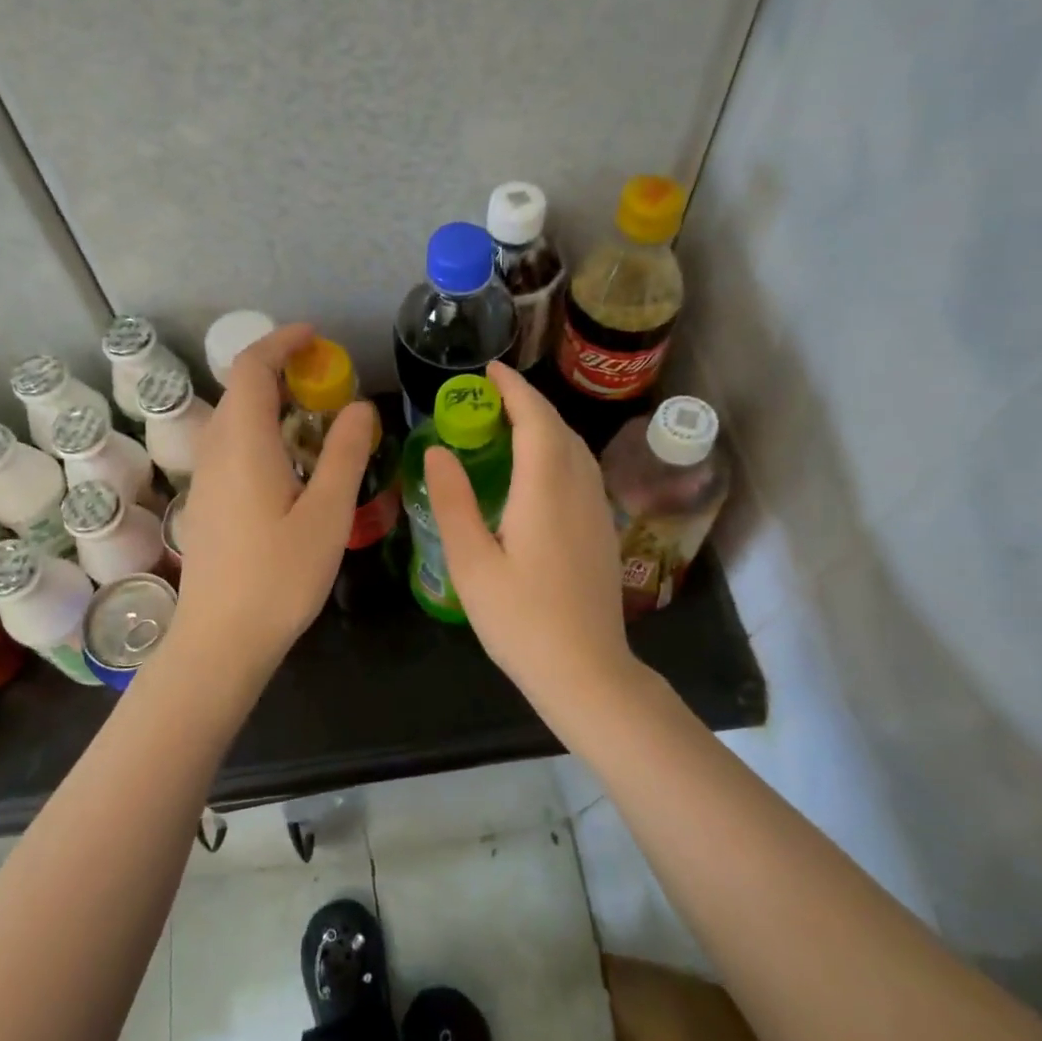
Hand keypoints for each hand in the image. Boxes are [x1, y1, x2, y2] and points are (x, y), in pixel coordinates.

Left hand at [173, 323, 377, 667]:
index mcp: (243, 444)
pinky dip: (262, 433)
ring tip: (316, 419)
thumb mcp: (326, 513)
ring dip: (271, 404)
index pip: (250, 368)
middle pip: (240, 390)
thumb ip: (344, 453)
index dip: (280, 343)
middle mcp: (216, 451)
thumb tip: (360, 407)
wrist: (221, 639)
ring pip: (234, 420)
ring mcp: (206, 478)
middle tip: (328, 382)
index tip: (315, 338)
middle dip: (280, 371)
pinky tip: (291, 464)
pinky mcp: (207, 502)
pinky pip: (232, 447)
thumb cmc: (279, 577)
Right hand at [424, 362, 637, 709]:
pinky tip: (539, 469)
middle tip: (490, 396)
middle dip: (527, 402)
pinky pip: (582, 470)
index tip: (489, 370)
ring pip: (575, 448)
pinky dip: (558, 450)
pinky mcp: (603, 530)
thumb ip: (453, 502)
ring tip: (511, 423)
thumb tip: (438, 452)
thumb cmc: (521, 620)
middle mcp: (578, 490)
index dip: (513, 389)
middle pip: (558, 428)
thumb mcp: (472, 563)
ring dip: (546, 425)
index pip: (535, 420)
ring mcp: (597, 510)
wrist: (586, 670)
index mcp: (545, 490)